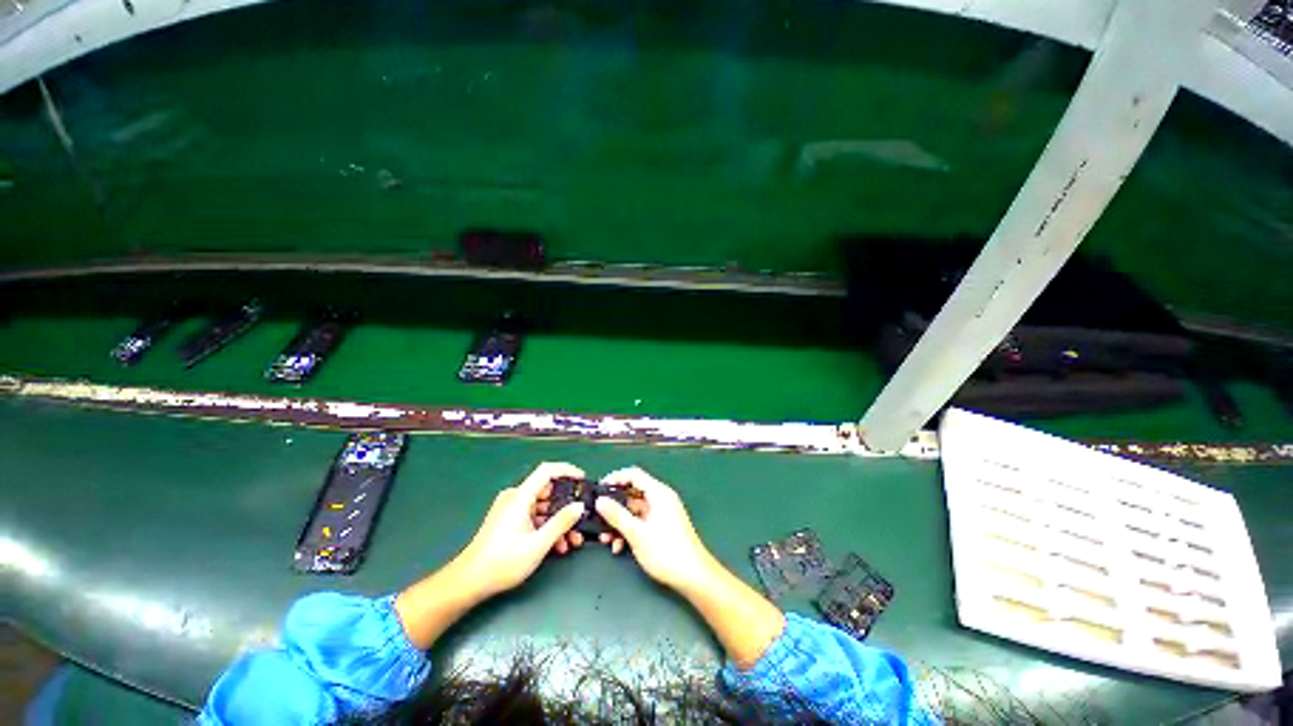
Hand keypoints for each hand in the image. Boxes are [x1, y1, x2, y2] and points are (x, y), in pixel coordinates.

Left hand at [455, 462, 586, 598]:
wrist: (469, 582)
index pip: (547, 471)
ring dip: (558, 522)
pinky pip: (534, 517)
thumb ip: (561, 522)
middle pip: (547, 492)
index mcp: (520, 497)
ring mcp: (512, 510)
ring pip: (543, 508)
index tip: (583, 479)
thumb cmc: (503, 561)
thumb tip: (580, 506)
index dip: (567, 470)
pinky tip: (557, 546)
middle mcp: (515, 498)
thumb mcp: (538, 544)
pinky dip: (547, 527)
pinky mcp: (509, 521)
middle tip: (581, 519)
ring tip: (572, 541)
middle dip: (566, 506)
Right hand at [594, 466, 715, 592]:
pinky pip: (641, 521)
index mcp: (658, 493)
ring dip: (619, 522)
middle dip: (614, 506)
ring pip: (634, 510)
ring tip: (605, 538)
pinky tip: (619, 546)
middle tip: (597, 516)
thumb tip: (599, 501)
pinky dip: (629, 530)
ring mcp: (661, 513)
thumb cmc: (666, 551)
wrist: (693, 576)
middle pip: (633, 493)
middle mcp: (661, 498)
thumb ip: (617, 516)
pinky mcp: (661, 526)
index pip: (634, 474)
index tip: (598, 488)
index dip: (615, 478)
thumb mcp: (637, 533)